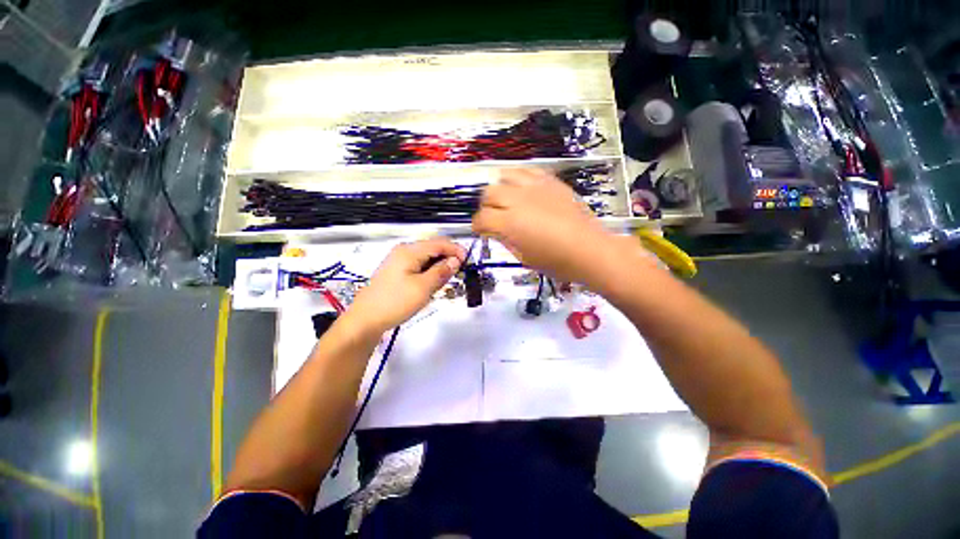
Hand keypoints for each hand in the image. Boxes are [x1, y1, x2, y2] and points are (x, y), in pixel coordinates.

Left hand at [345, 238, 465, 334]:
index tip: (468, 261)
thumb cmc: (394, 303)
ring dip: (440, 267)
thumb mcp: (423, 288)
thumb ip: (441, 272)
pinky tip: (433, 284)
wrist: (365, 320)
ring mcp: (399, 261)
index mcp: (410, 251)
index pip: (440, 243)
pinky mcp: (398, 271)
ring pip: (427, 258)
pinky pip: (420, 266)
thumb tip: (456, 261)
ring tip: (446, 282)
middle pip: (433, 248)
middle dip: (448, 259)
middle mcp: (404, 251)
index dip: (456, 250)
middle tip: (459, 274)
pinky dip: (430, 272)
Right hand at [473, 169, 630, 284]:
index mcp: (509, 223)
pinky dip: (519, 179)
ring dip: (500, 188)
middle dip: (486, 206)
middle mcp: (517, 200)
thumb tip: (495, 230)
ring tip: (506, 199)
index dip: (477, 225)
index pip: (481, 218)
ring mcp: (535, 187)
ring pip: (504, 176)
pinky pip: (527, 171)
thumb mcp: (523, 257)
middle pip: (489, 193)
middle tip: (493, 216)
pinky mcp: (550, 181)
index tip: (481, 230)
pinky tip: (522, 189)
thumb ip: (505, 240)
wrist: (589, 249)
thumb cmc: (555, 261)